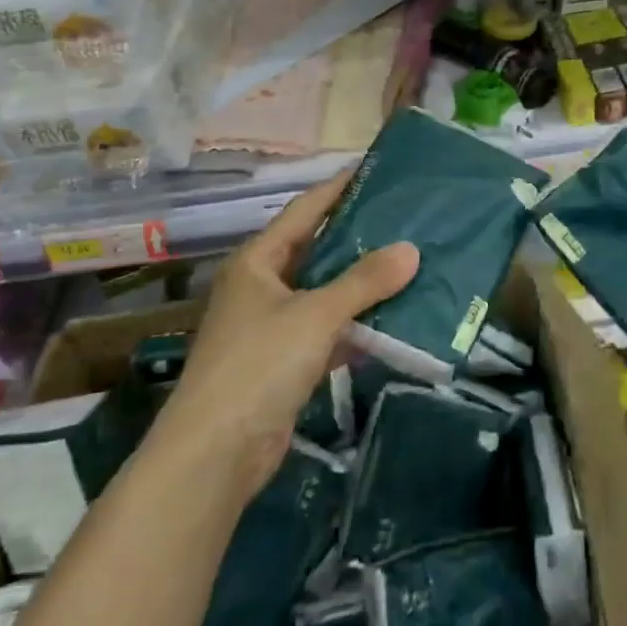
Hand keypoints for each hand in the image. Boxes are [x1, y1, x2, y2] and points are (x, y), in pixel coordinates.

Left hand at [161, 172, 418, 501]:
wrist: (215, 454)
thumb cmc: (259, 364)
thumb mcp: (316, 314)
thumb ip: (364, 281)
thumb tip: (411, 250)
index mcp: (257, 261)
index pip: (304, 210)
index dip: (338, 188)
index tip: (376, 171)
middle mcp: (262, 287)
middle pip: (316, 251)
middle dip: (358, 238)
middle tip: (406, 219)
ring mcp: (272, 327)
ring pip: (325, 294)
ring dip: (361, 285)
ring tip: (410, 264)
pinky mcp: (284, 363)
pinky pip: (328, 332)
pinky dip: (356, 327)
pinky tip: (393, 320)